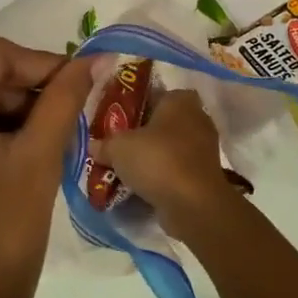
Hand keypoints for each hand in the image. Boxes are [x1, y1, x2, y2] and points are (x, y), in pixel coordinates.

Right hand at [91, 89, 237, 228]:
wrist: (193, 203)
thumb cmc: (157, 160)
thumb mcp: (118, 148)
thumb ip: (104, 144)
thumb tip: (93, 146)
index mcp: (179, 100)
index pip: (154, 94)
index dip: (133, 105)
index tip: (115, 119)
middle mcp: (197, 118)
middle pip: (161, 122)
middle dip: (141, 133)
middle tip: (116, 144)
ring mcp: (204, 147)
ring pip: (169, 147)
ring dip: (150, 156)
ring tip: (123, 167)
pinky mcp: (204, 174)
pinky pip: (176, 169)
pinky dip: (161, 175)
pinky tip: (139, 185)